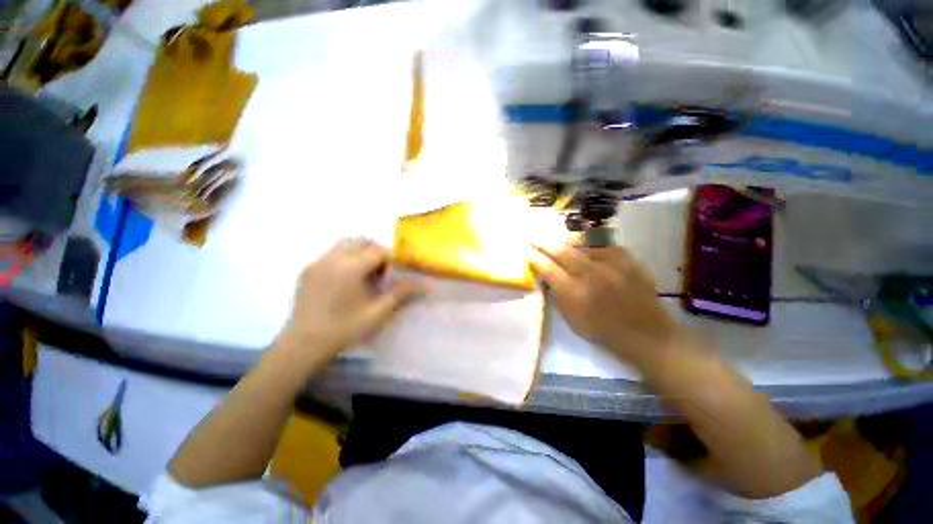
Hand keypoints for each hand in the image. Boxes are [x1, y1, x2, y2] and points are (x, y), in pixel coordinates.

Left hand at [275, 239, 421, 364]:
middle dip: (376, 251)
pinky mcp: (308, 270)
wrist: (304, 344)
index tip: (397, 270)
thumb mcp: (377, 312)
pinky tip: (345, 280)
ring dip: (359, 252)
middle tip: (382, 270)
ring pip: (344, 243)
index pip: (378, 251)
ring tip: (364, 272)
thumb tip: (424, 286)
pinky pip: (330, 254)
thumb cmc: (344, 329)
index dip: (391, 258)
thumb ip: (400, 294)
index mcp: (351, 268)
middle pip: (361, 241)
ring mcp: (318, 263)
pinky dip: (343, 258)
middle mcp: (333, 259)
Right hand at [531, 241, 677, 358]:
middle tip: (534, 238)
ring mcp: (612, 265)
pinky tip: (586, 248)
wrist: (645, 333)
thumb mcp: (571, 319)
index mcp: (575, 294)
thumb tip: (547, 276)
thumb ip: (557, 295)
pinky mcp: (628, 260)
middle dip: (544, 244)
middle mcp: (592, 276)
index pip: (548, 270)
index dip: (535, 260)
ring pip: (583, 245)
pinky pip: (604, 246)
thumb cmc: (602, 330)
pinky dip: (591, 246)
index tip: (528, 254)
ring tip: (559, 241)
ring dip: (567, 242)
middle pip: (563, 252)